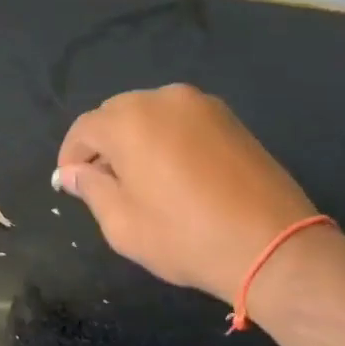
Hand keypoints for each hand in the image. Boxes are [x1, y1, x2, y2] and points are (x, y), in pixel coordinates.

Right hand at [56, 85, 318, 301]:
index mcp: (128, 120)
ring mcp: (199, 104)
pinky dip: (168, 138)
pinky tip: (177, 173)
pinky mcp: (228, 117)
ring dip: (137, 139)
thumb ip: (90, 189)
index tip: (70, 183)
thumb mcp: (122, 224)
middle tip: (107, 183)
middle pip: (115, 114)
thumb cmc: (186, 237)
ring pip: (149, 114)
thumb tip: (72, 173)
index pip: (84, 129)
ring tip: (145, 179)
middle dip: (104, 145)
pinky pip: (181, 120)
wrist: (274, 246)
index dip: (71, 156)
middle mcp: (161, 98)